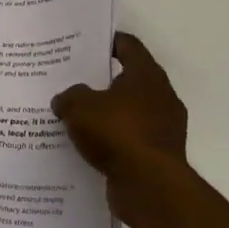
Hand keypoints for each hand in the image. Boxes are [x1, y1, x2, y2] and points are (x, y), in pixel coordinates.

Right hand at [51, 33, 189, 225]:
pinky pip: (129, 140)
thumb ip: (70, 96)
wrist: (150, 186)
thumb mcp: (80, 107)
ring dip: (107, 114)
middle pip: (129, 80)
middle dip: (103, 81)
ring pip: (129, 112)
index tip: (85, 43)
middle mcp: (161, 97)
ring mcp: (163, 128)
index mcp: (147, 75)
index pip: (129, 46)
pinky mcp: (158, 155)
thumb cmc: (118, 132)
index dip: (108, 42)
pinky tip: (88, 146)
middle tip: (73, 81)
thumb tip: (65, 99)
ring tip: (76, 117)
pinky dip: (112, 141)